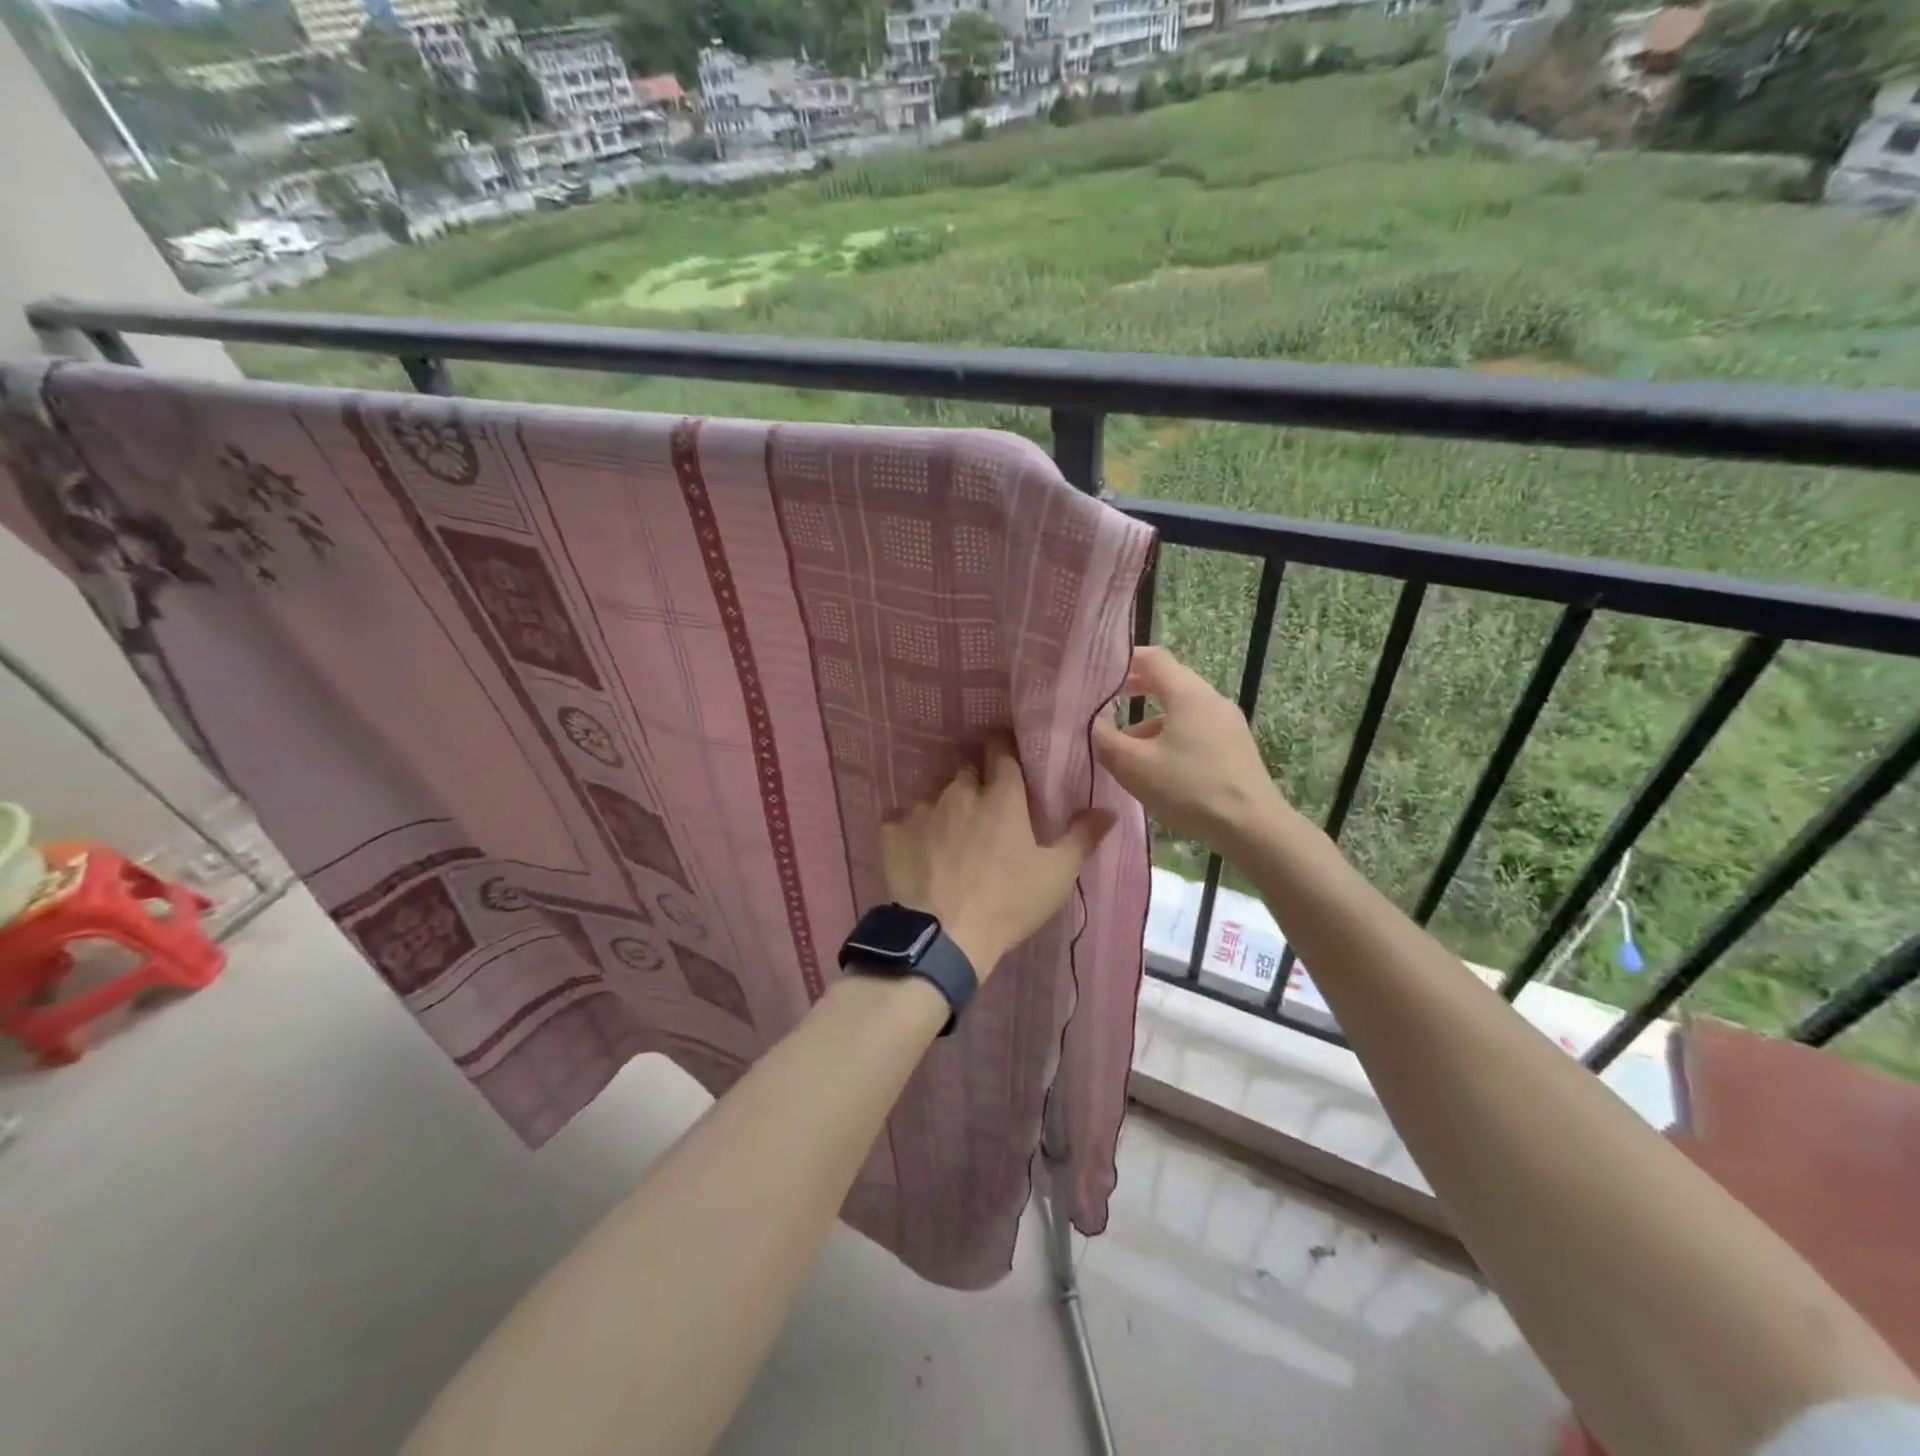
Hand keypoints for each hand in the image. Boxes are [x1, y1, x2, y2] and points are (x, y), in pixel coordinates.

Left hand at [880, 733, 1113, 977]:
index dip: (1004, 747)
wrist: (944, 937)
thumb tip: (1108, 810)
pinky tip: (918, 847)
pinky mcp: (892, 831)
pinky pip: (901, 818)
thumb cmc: (1008, 902)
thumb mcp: (1057, 874)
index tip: (1008, 756)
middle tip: (983, 804)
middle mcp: (960, 791)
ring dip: (944, 801)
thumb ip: (1082, 837)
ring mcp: (922, 809)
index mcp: (1001, 796)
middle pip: (966, 768)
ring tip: (950, 827)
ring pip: (934, 790)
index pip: (1001, 749)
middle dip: (975, 779)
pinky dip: (911, 827)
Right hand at [1092, 646, 1285, 851]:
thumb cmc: (1188, 788)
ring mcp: (1228, 724)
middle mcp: (1211, 700)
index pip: (1154, 658)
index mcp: (1188, 694)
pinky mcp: (1235, 748)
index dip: (1125, 659)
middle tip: (1107, 701)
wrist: (1252, 828)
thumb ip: (1104, 738)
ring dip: (1151, 720)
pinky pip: (1196, 730)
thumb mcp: (1133, 765)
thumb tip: (1093, 719)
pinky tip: (1158, 767)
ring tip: (1126, 747)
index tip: (1100, 671)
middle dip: (1136, 689)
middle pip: (1170, 682)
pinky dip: (1171, 736)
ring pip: (1182, 710)